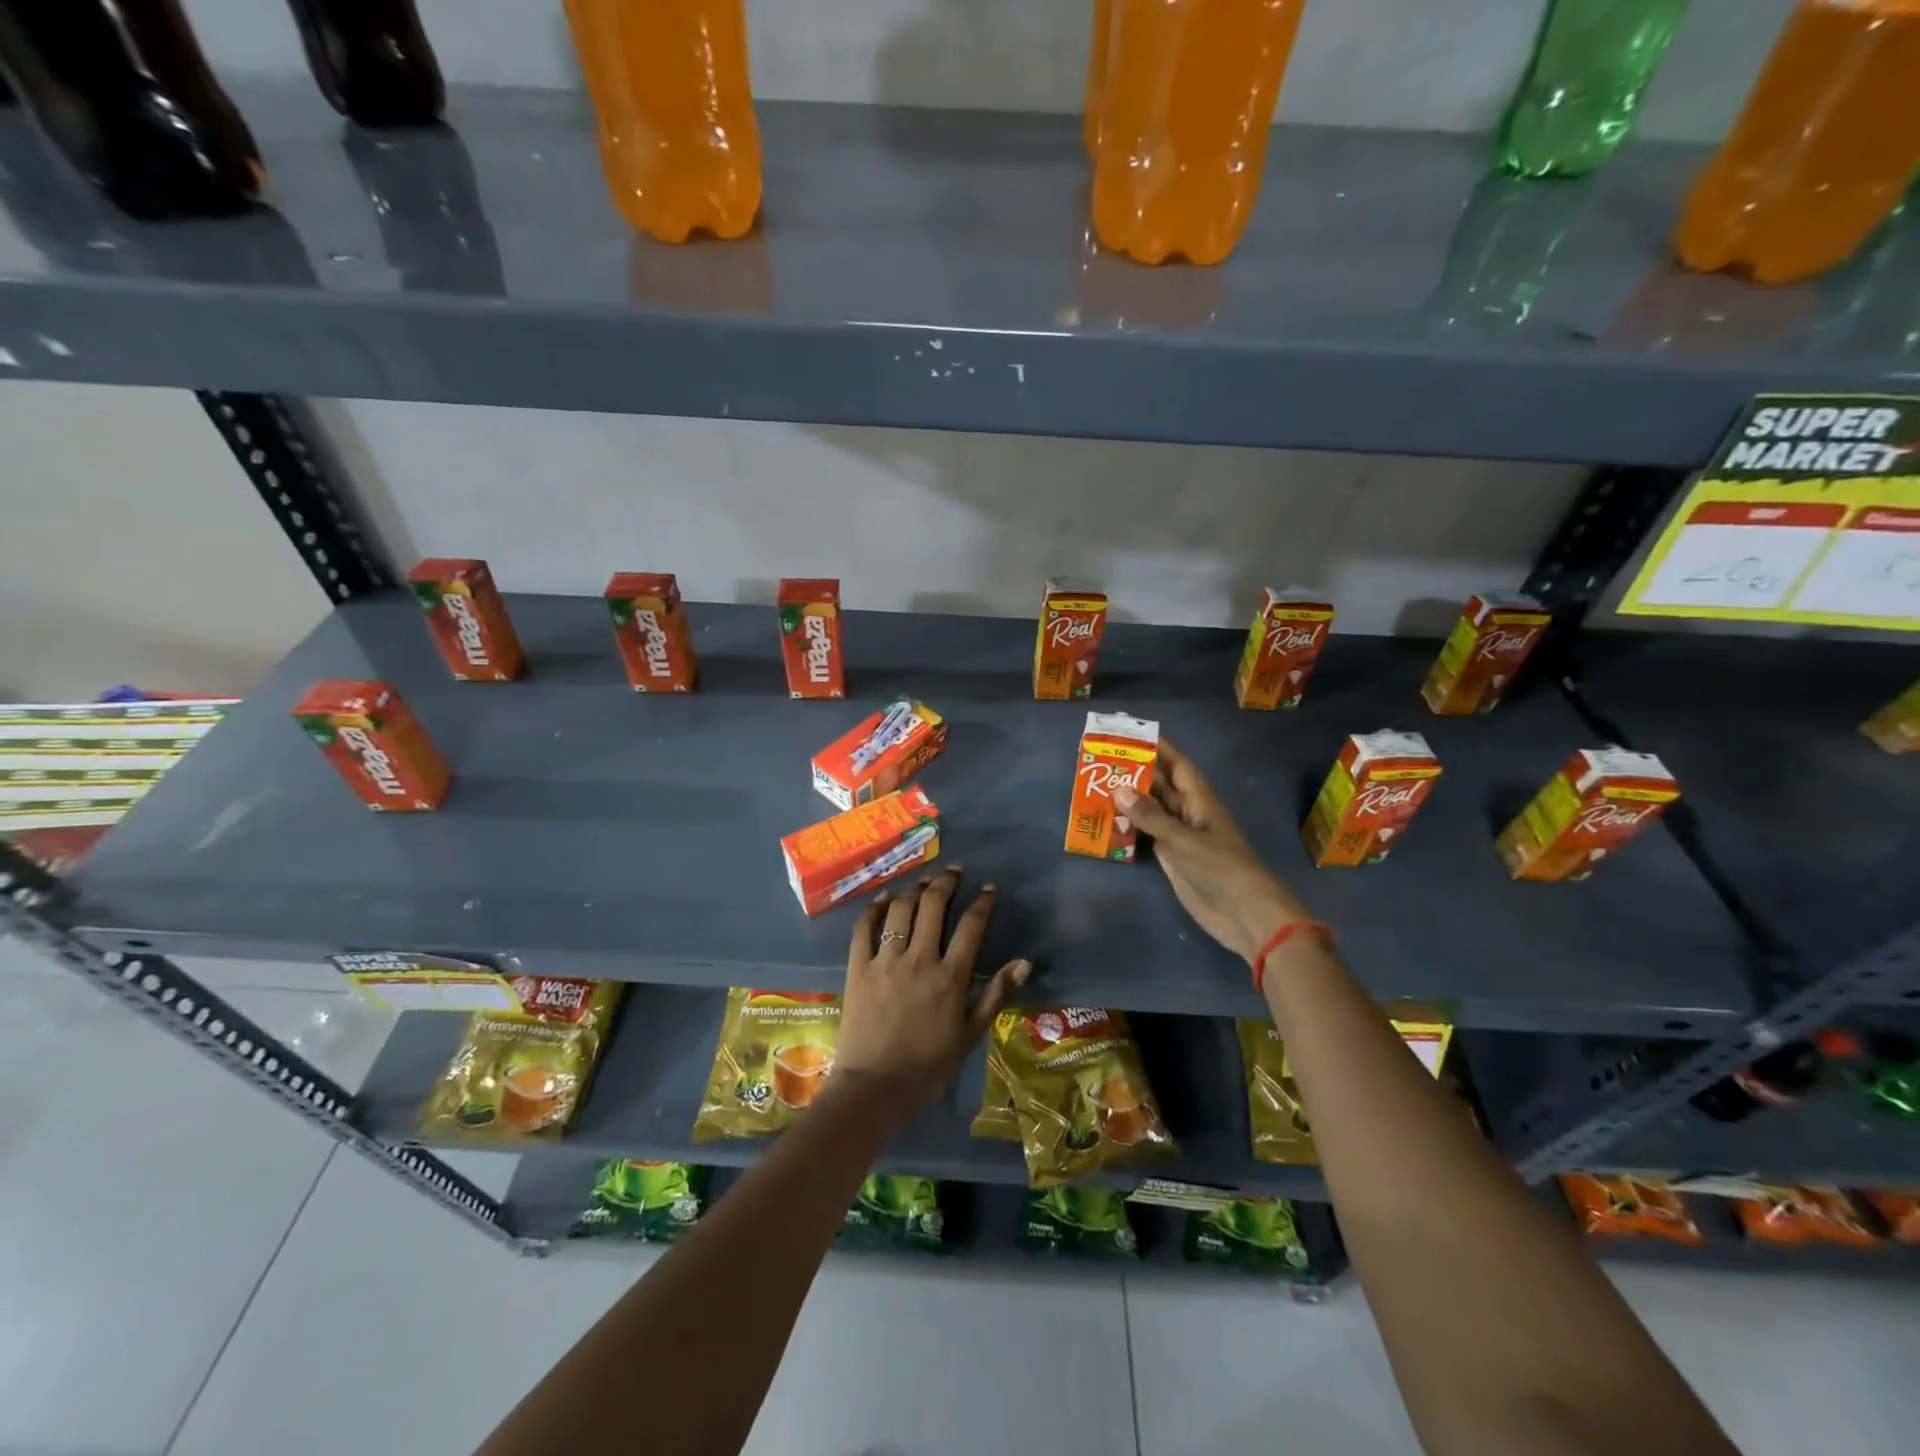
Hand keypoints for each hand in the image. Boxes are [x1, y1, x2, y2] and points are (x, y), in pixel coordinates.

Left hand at [835, 867, 1029, 1110]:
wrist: (874, 1089)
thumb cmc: (928, 1067)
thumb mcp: (970, 1036)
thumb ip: (996, 995)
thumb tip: (1024, 962)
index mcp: (950, 977)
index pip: (971, 927)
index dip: (982, 903)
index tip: (988, 889)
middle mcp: (919, 959)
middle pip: (933, 906)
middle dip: (945, 882)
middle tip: (953, 872)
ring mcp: (885, 961)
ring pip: (900, 910)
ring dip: (914, 890)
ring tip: (923, 881)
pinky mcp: (858, 968)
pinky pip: (864, 928)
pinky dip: (874, 909)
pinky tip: (883, 900)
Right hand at [1116, 738, 1308, 961]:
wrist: (1243, 914)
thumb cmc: (1220, 868)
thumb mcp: (1183, 840)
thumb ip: (1150, 816)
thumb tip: (1119, 789)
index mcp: (1199, 801)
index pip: (1177, 766)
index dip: (1158, 748)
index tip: (1133, 732)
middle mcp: (1188, 814)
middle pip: (1160, 787)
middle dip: (1135, 772)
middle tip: (1101, 760)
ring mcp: (1180, 837)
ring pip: (1151, 811)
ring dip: (1128, 801)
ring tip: (1095, 787)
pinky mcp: (1172, 859)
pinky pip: (1146, 836)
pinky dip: (1128, 828)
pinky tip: (1106, 823)